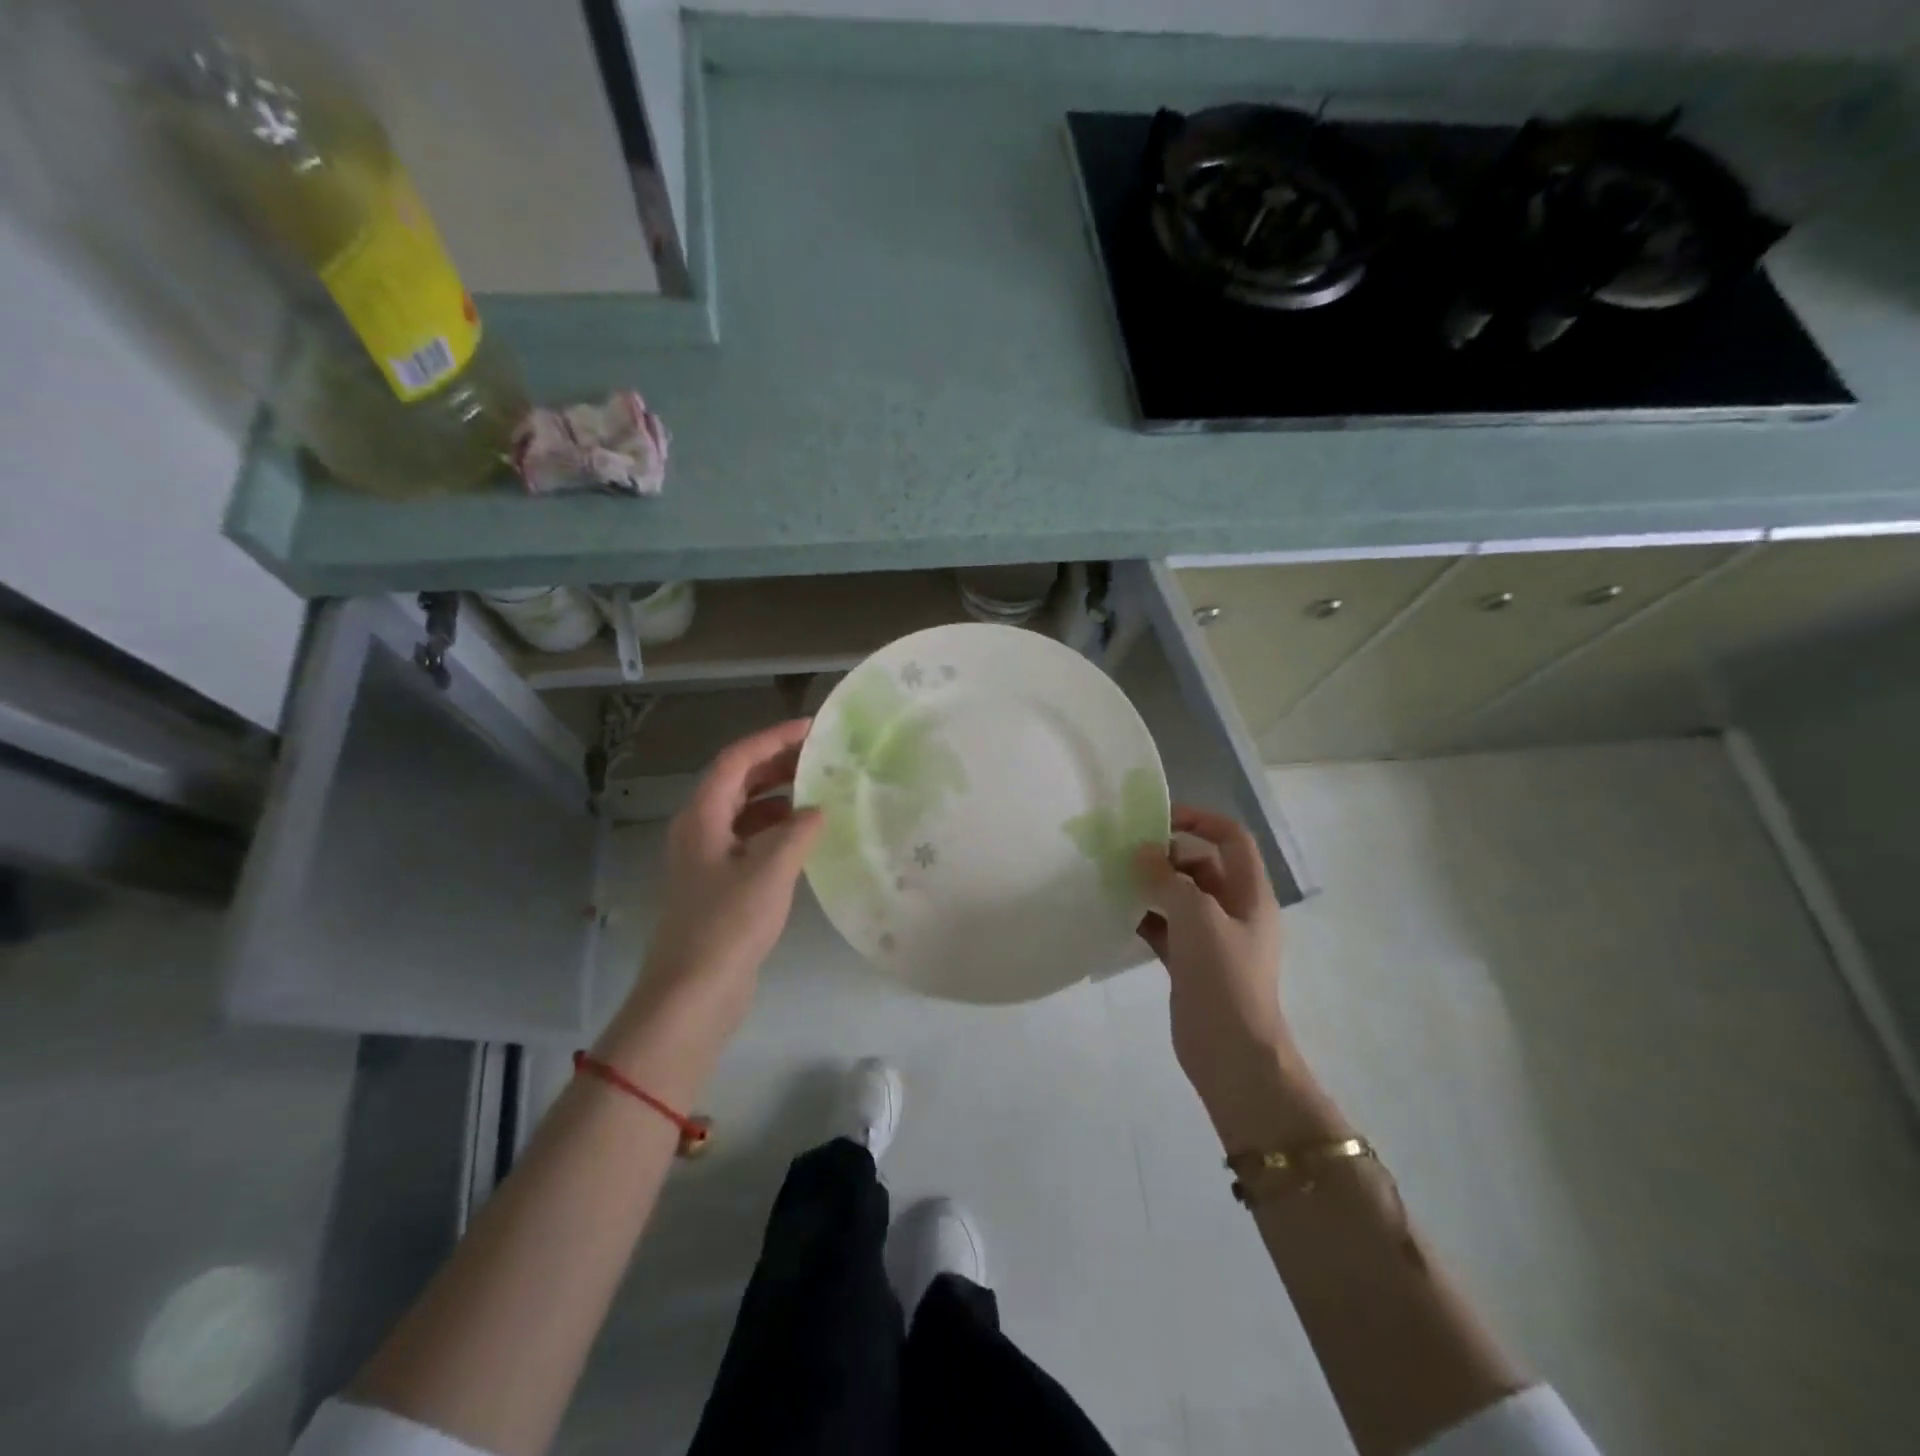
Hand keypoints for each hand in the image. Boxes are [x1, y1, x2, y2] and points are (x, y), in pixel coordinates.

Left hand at [605, 720, 823, 1093]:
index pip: (737, 760)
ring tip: (820, 790)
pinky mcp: (719, 885)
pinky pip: (750, 840)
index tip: (812, 729)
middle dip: (778, 764)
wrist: (693, 994)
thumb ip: (799, 832)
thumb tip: (819, 809)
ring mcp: (707, 859)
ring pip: (744, 811)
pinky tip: (806, 836)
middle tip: (822, 756)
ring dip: (779, 797)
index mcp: (702, 817)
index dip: (773, 739)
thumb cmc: (728, 924)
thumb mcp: (770, 871)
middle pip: (738, 781)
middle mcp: (699, 830)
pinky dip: (777, 829)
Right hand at [1135, 806, 1298, 1135]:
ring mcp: (1212, 939)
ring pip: (1179, 898)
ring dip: (1151, 886)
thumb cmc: (1224, 977)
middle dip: (1167, 856)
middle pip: (1201, 866)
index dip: (1200, 820)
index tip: (1159, 818)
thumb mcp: (1197, 917)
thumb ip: (1168, 879)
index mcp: (1250, 894)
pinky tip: (1116, 913)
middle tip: (1127, 854)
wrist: (1231, 1054)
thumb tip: (1144, 851)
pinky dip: (1144, 917)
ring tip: (1113, 878)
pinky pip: (1165, 927)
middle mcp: (1234, 911)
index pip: (1231, 839)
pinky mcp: (1190, 963)